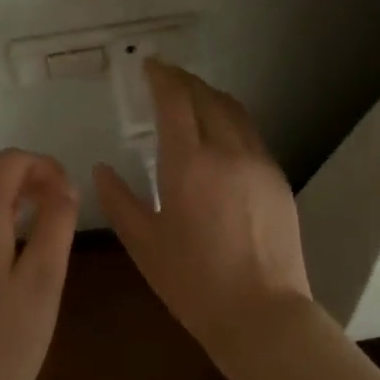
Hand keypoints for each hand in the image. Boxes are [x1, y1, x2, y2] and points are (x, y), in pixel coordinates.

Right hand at [93, 62, 312, 360]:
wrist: (263, 313)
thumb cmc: (193, 282)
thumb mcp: (144, 244)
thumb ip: (119, 201)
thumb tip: (102, 170)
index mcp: (188, 164)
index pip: (175, 100)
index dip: (161, 77)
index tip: (149, 66)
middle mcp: (226, 151)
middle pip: (206, 96)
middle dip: (184, 81)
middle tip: (166, 78)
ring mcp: (258, 162)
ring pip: (234, 111)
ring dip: (210, 96)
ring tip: (192, 98)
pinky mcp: (278, 178)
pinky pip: (250, 134)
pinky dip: (230, 120)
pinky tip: (220, 136)